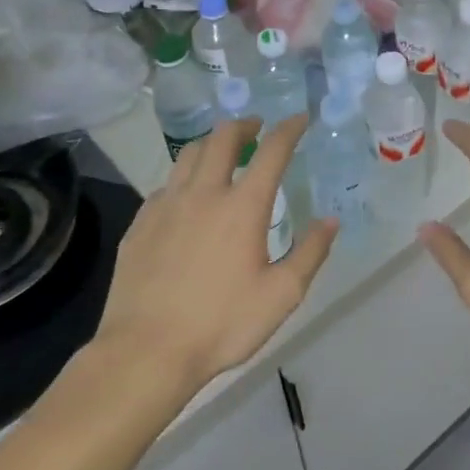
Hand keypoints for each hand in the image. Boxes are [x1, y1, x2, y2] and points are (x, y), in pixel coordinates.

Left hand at [94, 115, 336, 395]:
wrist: (146, 351)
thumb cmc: (222, 323)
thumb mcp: (282, 295)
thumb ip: (310, 253)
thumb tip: (330, 220)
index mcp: (242, 207)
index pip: (271, 152)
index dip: (289, 130)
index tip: (299, 119)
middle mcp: (203, 194)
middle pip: (222, 139)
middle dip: (244, 125)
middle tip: (257, 127)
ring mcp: (165, 206)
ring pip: (188, 155)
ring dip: (211, 144)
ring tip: (222, 151)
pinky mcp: (139, 225)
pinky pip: (165, 186)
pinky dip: (184, 178)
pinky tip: (187, 196)